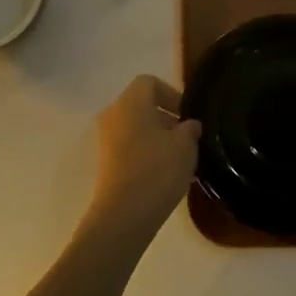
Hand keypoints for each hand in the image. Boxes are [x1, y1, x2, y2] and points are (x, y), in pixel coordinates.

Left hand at [87, 75, 200, 237]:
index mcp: (130, 101)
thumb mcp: (185, 146)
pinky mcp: (105, 162)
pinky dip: (146, 152)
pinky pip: (129, 146)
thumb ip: (190, 129)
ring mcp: (106, 138)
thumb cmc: (157, 169)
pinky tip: (165, 173)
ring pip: (136, 127)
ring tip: (180, 159)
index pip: (149, 82)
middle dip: (166, 118)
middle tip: (187, 139)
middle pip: (141, 105)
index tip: (187, 116)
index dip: (171, 94)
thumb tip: (189, 125)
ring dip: (157, 137)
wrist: (124, 213)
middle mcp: (113, 113)